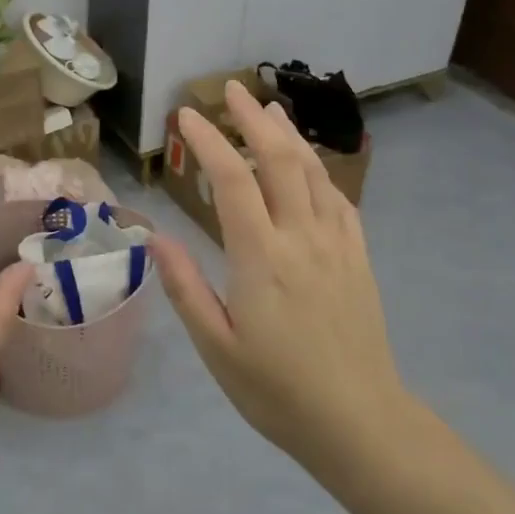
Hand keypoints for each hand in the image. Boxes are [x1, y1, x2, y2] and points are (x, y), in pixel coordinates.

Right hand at [152, 81, 411, 480]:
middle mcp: (302, 238)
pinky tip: (309, 166)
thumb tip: (153, 238)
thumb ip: (185, 287)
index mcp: (262, 258)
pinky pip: (339, 200)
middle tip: (231, 90)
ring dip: (289, 135)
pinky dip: (319, 171)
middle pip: (280, 160)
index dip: (210, 141)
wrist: (360, 423)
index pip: (233, 181)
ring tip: (269, 109)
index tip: (187, 114)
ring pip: (313, 172)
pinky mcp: (358, 258)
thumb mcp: (217, 347)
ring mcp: (337, 245)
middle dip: (253, 119)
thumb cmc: (277, 391)